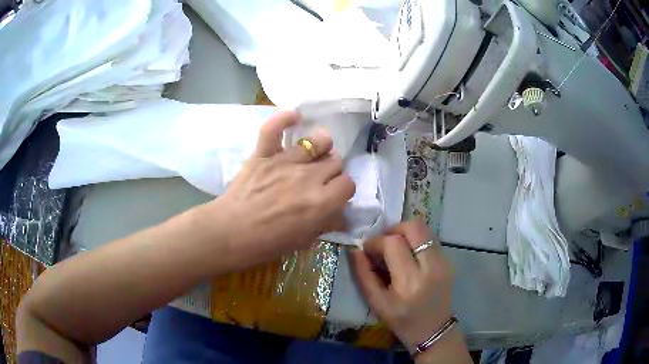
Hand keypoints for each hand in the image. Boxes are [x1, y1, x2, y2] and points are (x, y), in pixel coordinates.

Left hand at [205, 111, 354, 268]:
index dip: (343, 190)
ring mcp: (284, 162)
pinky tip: (294, 117)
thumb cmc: (266, 244)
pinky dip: (284, 120)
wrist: (229, 234)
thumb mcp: (302, 241)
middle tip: (321, 179)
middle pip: (336, 161)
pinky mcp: (263, 154)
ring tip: (313, 154)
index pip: (348, 184)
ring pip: (317, 141)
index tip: (334, 195)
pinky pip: (274, 129)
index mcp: (320, 202)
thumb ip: (325, 225)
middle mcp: (308, 177)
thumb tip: (342, 216)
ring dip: (320, 146)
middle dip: (332, 170)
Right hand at [351, 220, 454, 351]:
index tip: (367, 249)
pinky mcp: (449, 261)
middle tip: (382, 242)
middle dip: (393, 229)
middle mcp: (431, 267)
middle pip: (414, 227)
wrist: (434, 330)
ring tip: (394, 248)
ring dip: (405, 233)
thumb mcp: (377, 303)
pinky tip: (408, 256)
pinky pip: (430, 239)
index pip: (393, 243)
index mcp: (410, 282)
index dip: (376, 241)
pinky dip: (415, 240)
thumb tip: (356, 250)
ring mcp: (444, 262)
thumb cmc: (402, 321)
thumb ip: (364, 275)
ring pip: (424, 229)